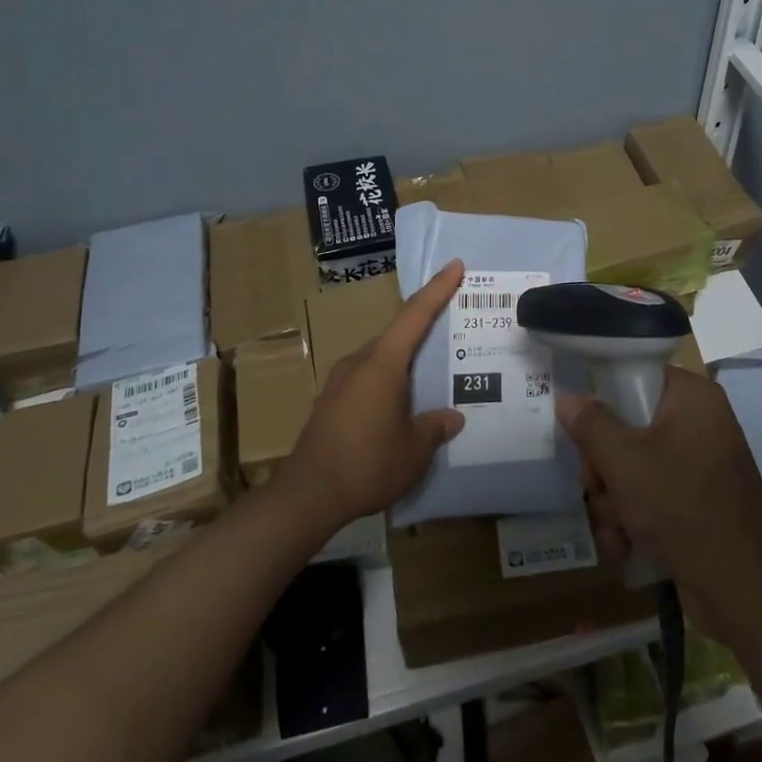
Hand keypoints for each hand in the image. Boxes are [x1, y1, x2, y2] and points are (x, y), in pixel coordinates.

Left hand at [277, 260, 465, 534]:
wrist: (307, 496)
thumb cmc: (367, 464)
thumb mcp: (414, 449)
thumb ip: (435, 427)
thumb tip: (452, 417)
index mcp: (383, 364)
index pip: (415, 315)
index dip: (437, 289)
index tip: (454, 265)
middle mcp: (359, 362)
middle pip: (396, 334)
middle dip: (423, 327)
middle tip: (452, 328)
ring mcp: (339, 381)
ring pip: (380, 358)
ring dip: (404, 360)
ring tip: (428, 373)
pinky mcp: (329, 402)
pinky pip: (366, 378)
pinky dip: (387, 381)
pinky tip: (397, 404)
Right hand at [558, 367, 761, 643]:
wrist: (742, 591)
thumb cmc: (681, 506)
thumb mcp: (624, 461)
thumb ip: (590, 424)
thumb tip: (566, 396)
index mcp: (693, 398)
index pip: (637, 376)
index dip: (604, 400)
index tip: (584, 429)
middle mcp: (700, 425)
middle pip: (629, 427)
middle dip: (604, 467)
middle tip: (596, 488)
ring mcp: (700, 466)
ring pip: (634, 467)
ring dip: (613, 500)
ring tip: (615, 527)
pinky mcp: (697, 503)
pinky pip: (652, 496)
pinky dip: (633, 520)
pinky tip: (624, 546)